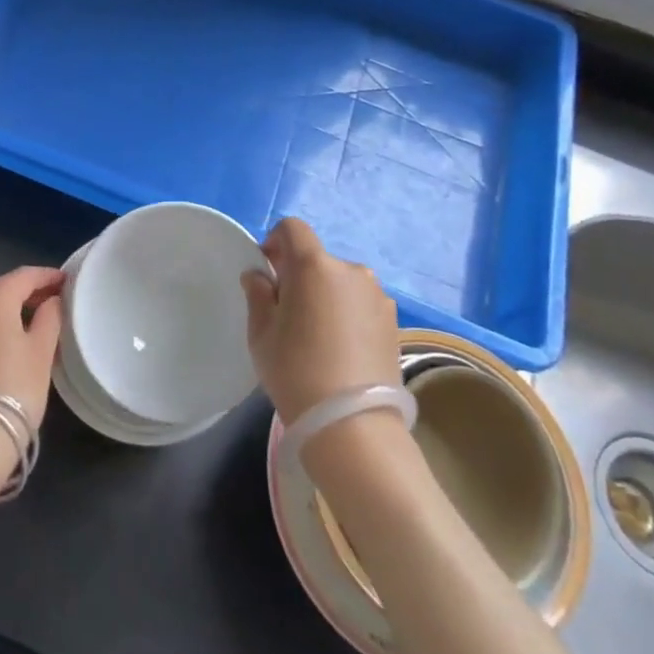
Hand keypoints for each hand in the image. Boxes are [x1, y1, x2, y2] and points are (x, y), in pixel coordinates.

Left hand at [0, 267, 63, 468]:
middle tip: (50, 301)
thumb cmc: (13, 390)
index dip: (47, 276)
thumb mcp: (41, 353)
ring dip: (4, 307)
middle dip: (24, 290)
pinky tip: (3, 341)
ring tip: (29, 322)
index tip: (66, 281)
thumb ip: (50, 318)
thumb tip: (52, 300)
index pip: (24, 275)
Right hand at [242, 218, 399, 423]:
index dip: (275, 242)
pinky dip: (346, 314)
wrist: (353, 425)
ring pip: (341, 282)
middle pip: (317, 259)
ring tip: (317, 336)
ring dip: (325, 295)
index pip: (293, 229)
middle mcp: (351, 270)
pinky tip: (340, 350)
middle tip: (287, 313)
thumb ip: (258, 294)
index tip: (267, 272)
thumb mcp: (261, 333)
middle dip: (299, 275)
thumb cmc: (296, 371)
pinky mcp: (394, 322)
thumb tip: (259, 275)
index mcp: (315, 265)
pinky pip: (360, 304)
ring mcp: (378, 296)